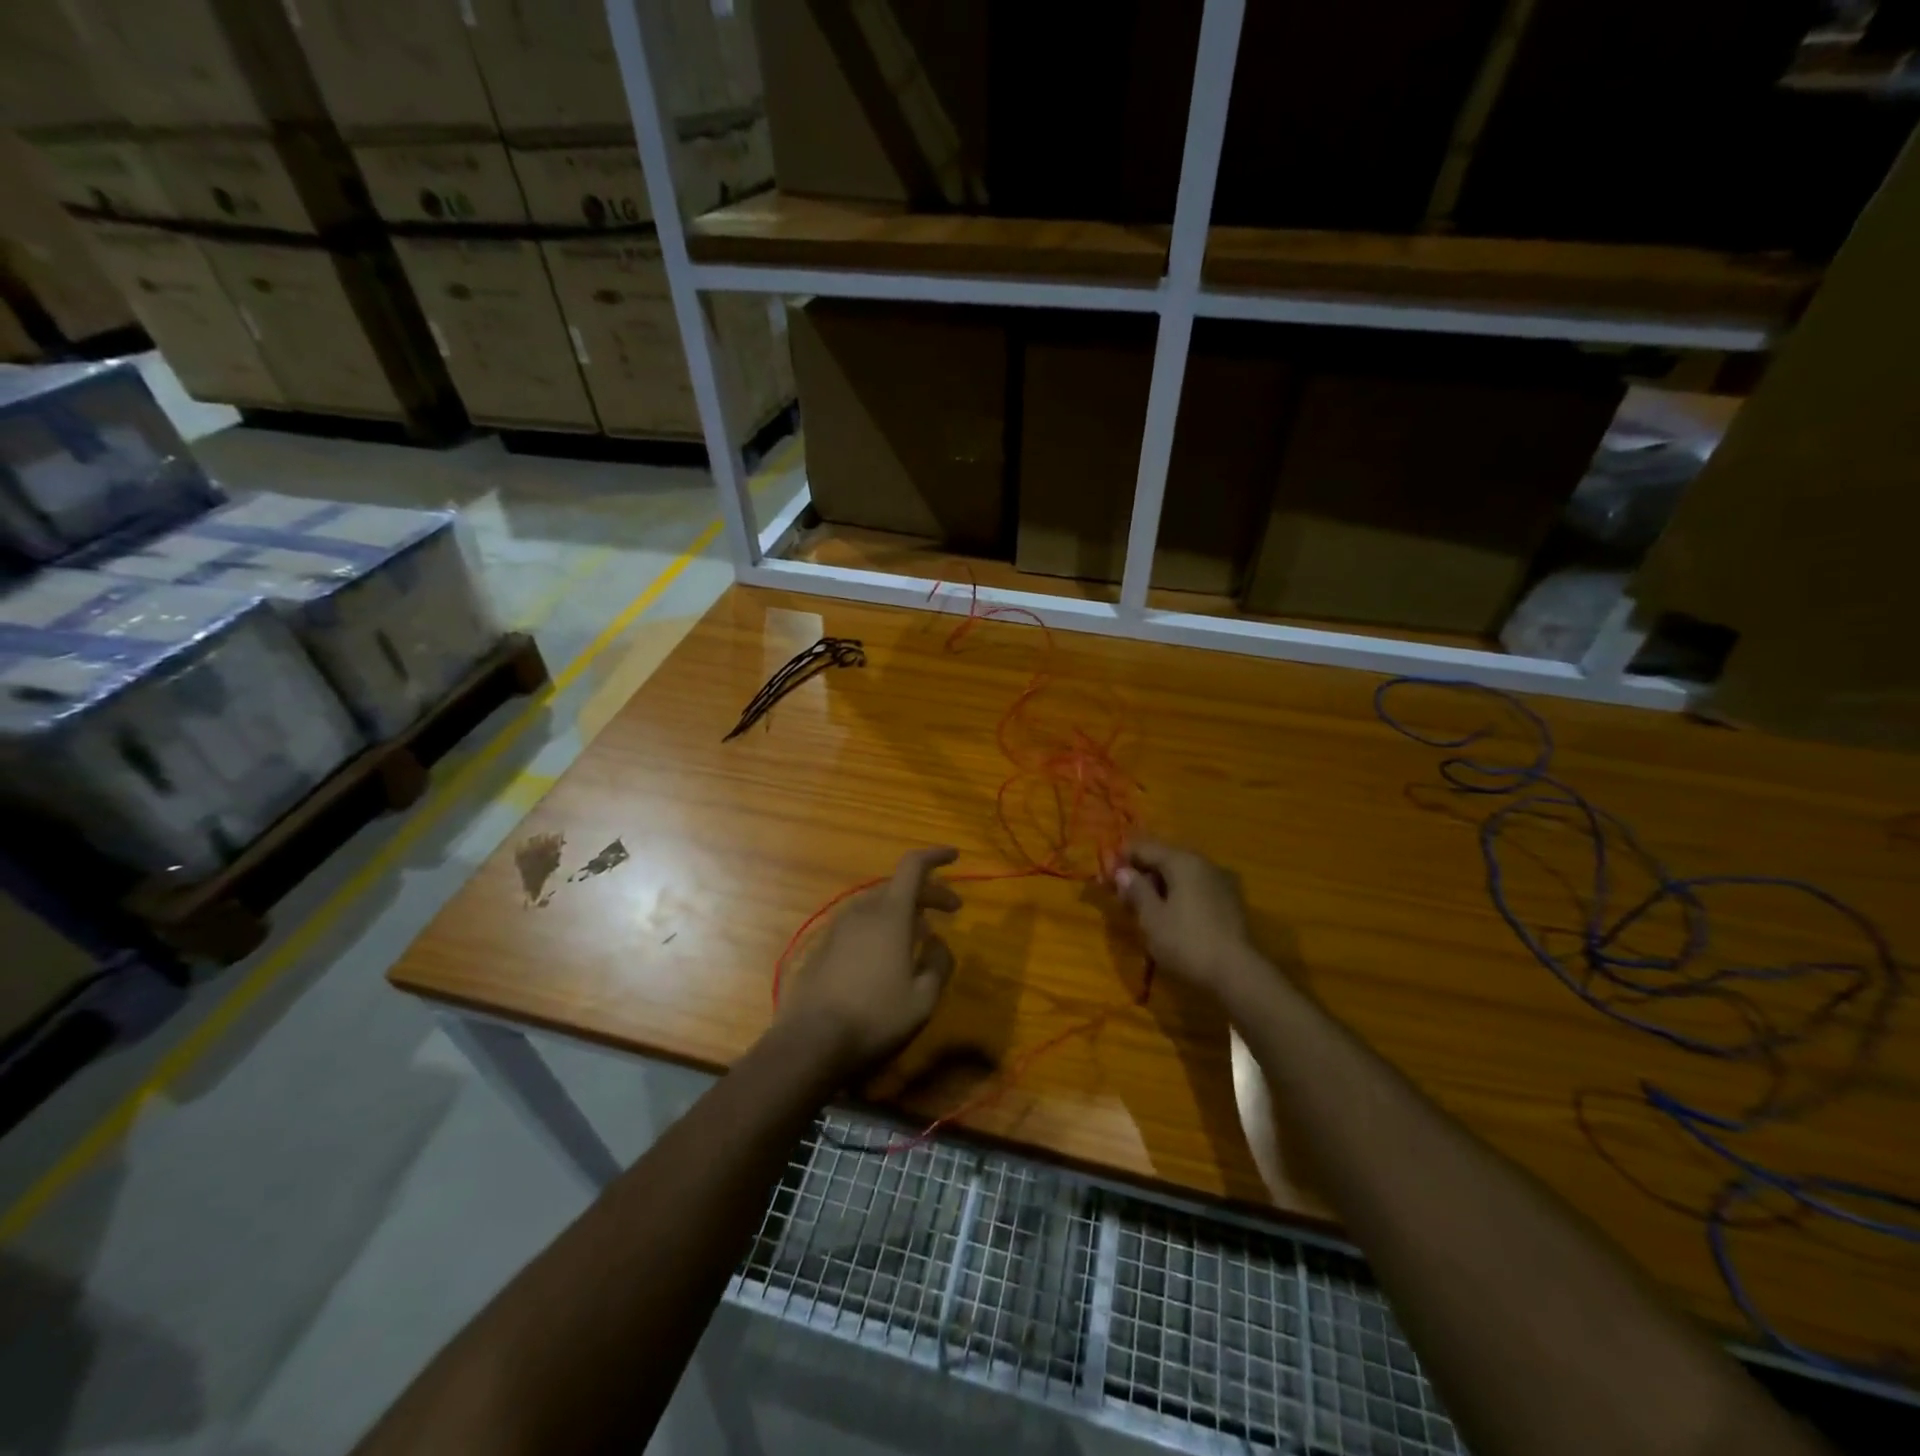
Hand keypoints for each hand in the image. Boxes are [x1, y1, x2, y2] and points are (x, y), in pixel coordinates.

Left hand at [777, 847, 961, 1079]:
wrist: (810, 1042)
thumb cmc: (875, 1018)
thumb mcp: (923, 999)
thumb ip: (939, 963)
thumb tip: (937, 941)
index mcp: (890, 915)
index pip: (913, 867)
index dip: (936, 856)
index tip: (955, 857)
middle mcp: (862, 911)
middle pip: (898, 886)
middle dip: (928, 893)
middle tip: (951, 911)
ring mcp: (838, 928)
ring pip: (877, 905)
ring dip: (903, 910)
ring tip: (921, 934)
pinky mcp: (822, 947)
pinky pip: (859, 924)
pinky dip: (880, 926)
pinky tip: (886, 955)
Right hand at [1112, 838, 1262, 1001]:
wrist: (1238, 974)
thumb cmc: (1187, 942)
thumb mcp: (1152, 918)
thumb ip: (1136, 890)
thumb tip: (1123, 871)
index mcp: (1182, 861)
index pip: (1144, 847)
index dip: (1122, 859)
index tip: (1107, 878)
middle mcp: (1204, 862)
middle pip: (1165, 857)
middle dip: (1143, 872)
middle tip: (1124, 896)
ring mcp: (1222, 880)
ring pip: (1183, 873)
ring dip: (1162, 884)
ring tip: (1147, 908)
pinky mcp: (1232, 900)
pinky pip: (1198, 887)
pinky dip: (1181, 894)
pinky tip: (1173, 915)